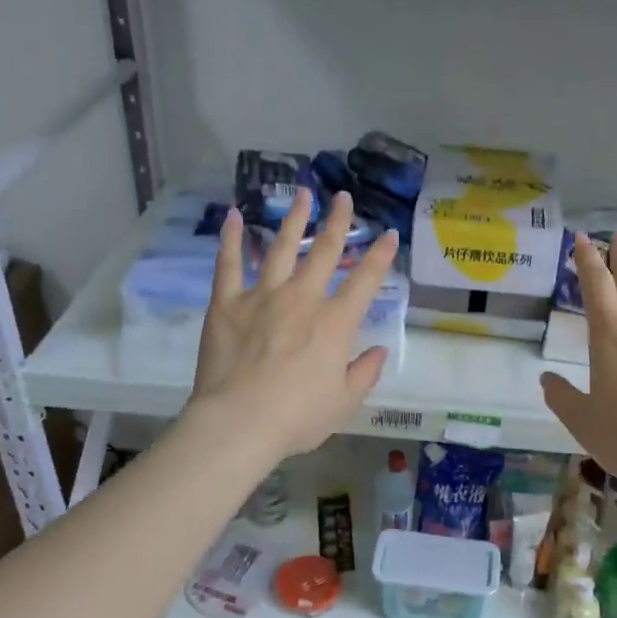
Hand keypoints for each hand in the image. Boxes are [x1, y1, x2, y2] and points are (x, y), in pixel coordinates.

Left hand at [189, 188, 399, 461]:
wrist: (239, 422)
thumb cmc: (297, 417)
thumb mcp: (344, 403)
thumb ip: (365, 373)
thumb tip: (380, 350)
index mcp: (335, 323)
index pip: (365, 280)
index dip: (380, 255)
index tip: (390, 233)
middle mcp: (302, 299)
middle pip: (323, 251)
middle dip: (337, 222)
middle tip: (342, 197)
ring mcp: (262, 296)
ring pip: (280, 248)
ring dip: (293, 220)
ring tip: (302, 195)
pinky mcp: (227, 303)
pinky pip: (229, 264)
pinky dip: (231, 239)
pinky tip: (233, 216)